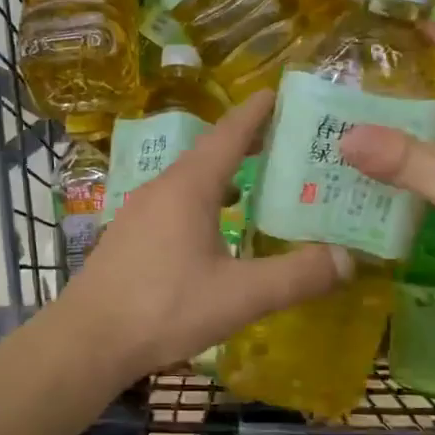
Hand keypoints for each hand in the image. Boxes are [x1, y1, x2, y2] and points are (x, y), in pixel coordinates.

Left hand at [61, 90, 349, 378]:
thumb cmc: (164, 308)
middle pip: (209, 154)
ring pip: (190, 181)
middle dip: (246, 144)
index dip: (256, 112)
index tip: (278, 93)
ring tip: (256, 185)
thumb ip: (296, 276)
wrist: (87, 341)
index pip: (229, 134)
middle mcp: (162, 188)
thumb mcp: (240, 296)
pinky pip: (175, 204)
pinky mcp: (129, 237)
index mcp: (189, 187)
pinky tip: (216, 231)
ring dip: (224, 177)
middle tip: (285, 143)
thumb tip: (348, 259)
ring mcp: (139, 212)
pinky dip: (204, 202)